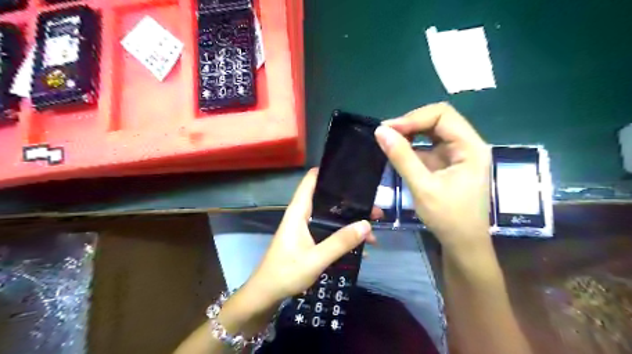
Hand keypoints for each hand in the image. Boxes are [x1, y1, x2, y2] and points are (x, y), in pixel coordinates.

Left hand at [244, 168, 376, 309]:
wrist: (267, 293)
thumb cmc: (286, 273)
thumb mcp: (316, 259)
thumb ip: (340, 242)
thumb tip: (366, 224)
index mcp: (299, 212)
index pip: (311, 181)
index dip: (328, 171)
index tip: (351, 171)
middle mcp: (303, 215)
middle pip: (328, 199)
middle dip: (351, 202)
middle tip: (374, 207)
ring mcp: (306, 227)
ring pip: (331, 216)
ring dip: (350, 221)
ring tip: (373, 229)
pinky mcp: (309, 239)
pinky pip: (330, 231)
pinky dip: (344, 234)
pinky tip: (361, 245)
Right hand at [374, 102, 493, 251]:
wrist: (463, 244)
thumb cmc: (448, 218)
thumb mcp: (422, 187)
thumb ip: (402, 157)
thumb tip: (380, 131)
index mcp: (470, 147)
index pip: (443, 115)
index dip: (413, 118)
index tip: (388, 129)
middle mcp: (468, 145)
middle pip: (439, 119)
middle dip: (411, 123)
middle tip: (386, 134)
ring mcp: (458, 154)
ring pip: (433, 131)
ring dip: (410, 133)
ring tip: (389, 140)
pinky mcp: (449, 163)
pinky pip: (429, 145)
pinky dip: (412, 146)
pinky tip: (398, 151)